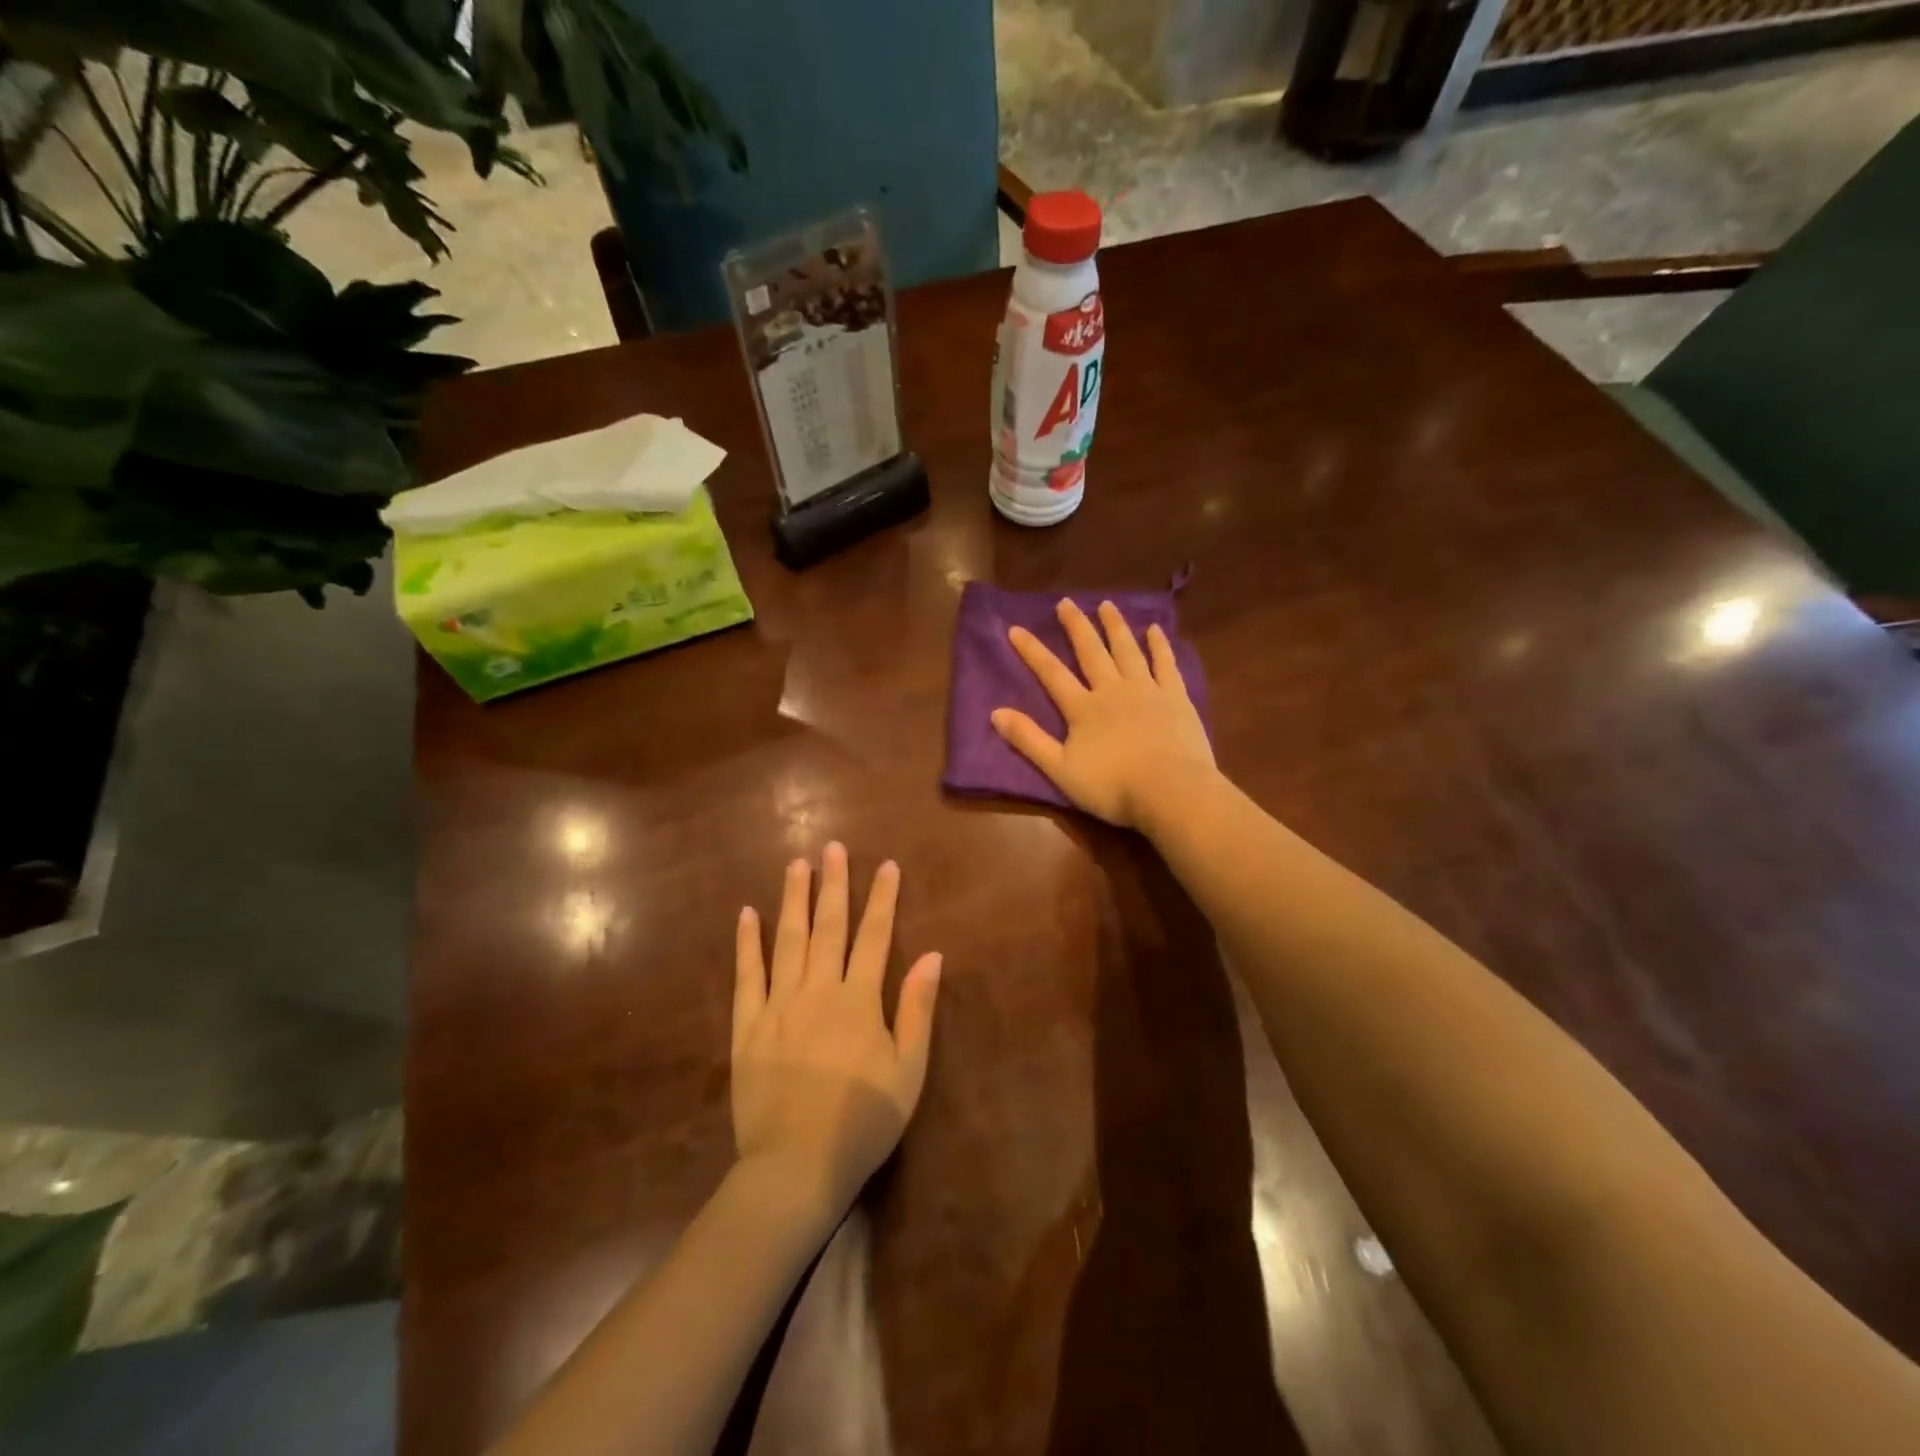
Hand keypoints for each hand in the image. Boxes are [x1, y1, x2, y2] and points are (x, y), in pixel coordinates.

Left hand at [732, 843, 942, 1225]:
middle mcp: (818, 990)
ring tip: (796, 864)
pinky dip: (747, 943)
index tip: (887, 865)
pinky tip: (746, 915)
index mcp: (859, 1000)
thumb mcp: (908, 1071)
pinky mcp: (747, 1027)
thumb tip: (934, 956)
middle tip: (832, 847)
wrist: (796, 1167)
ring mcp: (778, 1005)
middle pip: (828, 927)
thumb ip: (917, 1010)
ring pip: (787, 940)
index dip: (883, 899)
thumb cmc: (862, 1122)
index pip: (875, 936)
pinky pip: (747, 976)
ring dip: (793, 899)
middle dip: (833, 884)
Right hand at [992, 599, 1215, 828]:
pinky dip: (1159, 646)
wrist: (1170, 791)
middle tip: (1066, 602)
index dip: (1032, 651)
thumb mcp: (1060, 769)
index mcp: (1083, 708)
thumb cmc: (1112, 786)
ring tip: (1107, 605)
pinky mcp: (1176, 698)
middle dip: (1076, 626)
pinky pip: (1165, 664)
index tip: (1016, 628)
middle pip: (1091, 652)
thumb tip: (996, 712)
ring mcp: (1147, 690)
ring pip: (1128, 650)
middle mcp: (1113, 690)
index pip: (1052, 674)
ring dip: (1115, 626)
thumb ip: (1029, 740)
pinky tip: (1155, 629)